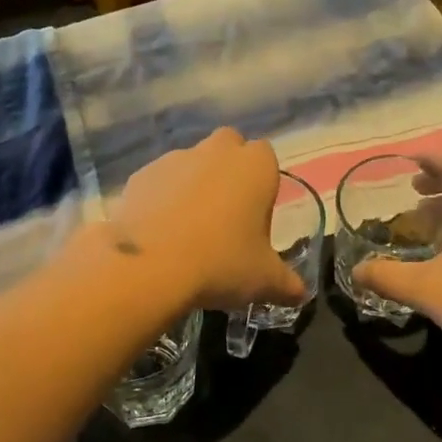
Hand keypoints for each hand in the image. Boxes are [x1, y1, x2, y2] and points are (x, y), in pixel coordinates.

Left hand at [108, 129, 307, 311]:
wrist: (150, 266)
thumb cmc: (221, 263)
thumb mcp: (264, 281)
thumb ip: (287, 283)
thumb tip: (300, 294)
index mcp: (255, 166)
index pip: (266, 157)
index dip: (262, 184)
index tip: (255, 218)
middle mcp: (216, 151)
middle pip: (228, 148)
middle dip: (229, 171)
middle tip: (225, 216)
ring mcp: (175, 159)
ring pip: (191, 163)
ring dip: (193, 185)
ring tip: (187, 230)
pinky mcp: (141, 174)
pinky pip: (159, 182)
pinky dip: (161, 199)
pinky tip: (158, 233)